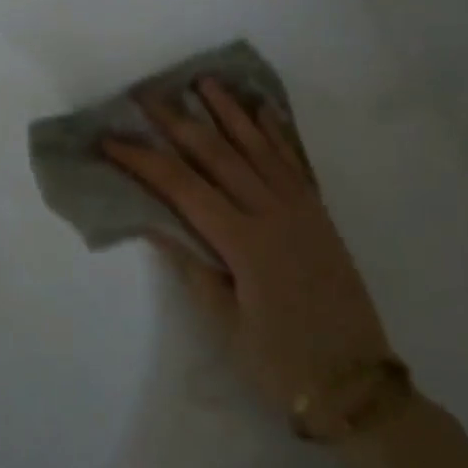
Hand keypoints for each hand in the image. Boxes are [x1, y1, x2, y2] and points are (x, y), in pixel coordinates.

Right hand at [102, 79, 398, 437]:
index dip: (142, 160)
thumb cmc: (282, 363)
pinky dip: (276, 132)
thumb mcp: (226, 325)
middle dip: (178, 121)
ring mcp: (301, 209)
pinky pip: (294, 162)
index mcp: (244, 242)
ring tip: (203, 81)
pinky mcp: (319, 214)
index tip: (110, 140)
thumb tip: (155, 223)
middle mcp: (272, 213)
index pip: (181, 187)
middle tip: (148, 93)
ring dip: (228, 111)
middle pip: (217, 154)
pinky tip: (262, 110)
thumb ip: (192, 268)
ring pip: (257, 146)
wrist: (358, 386)